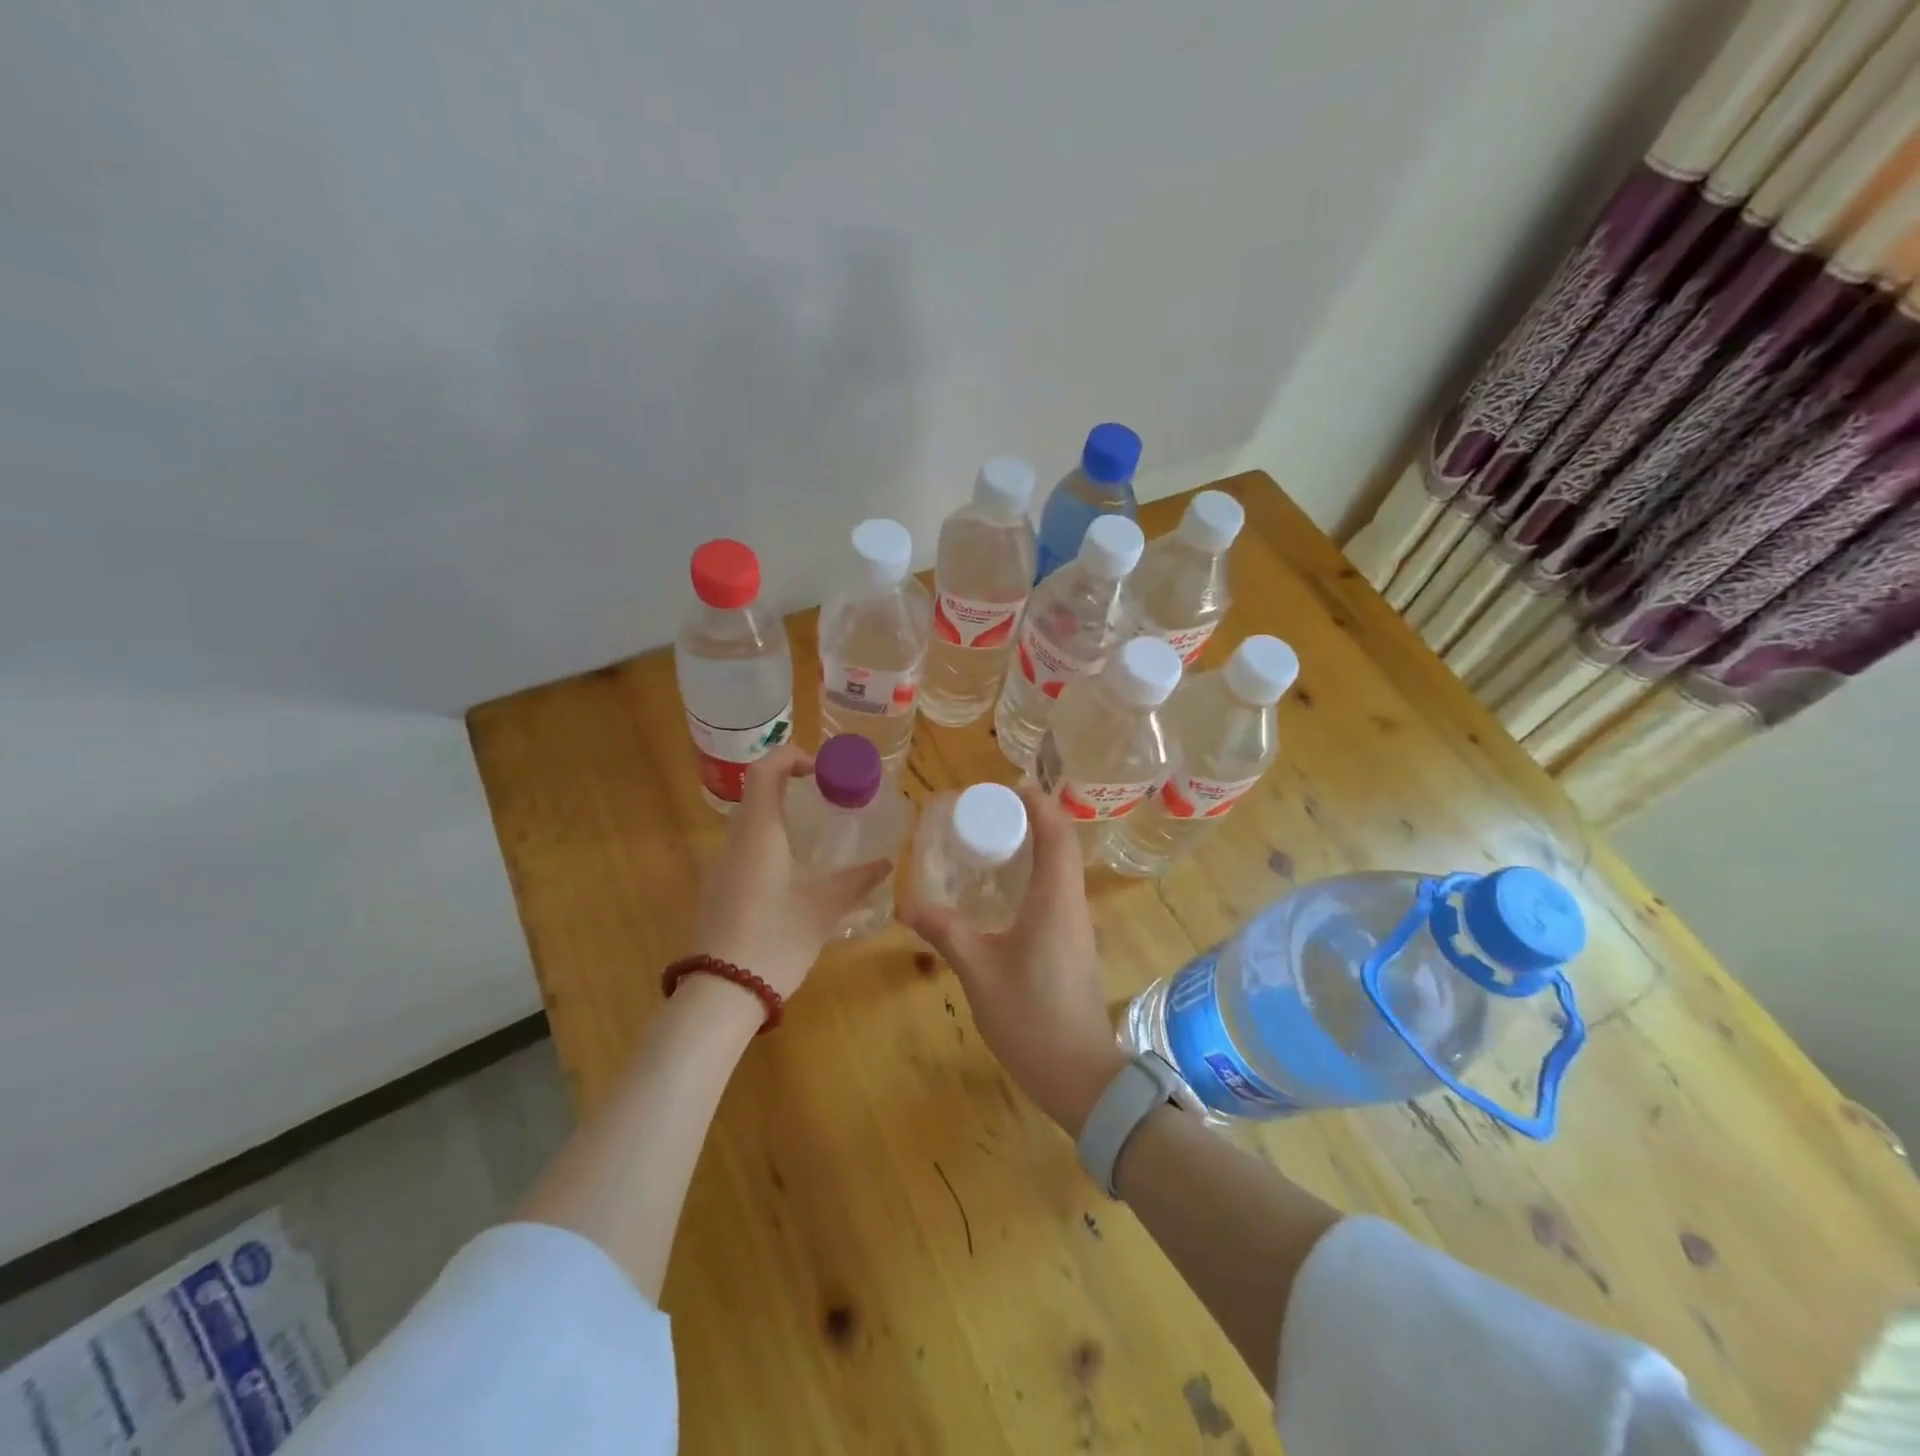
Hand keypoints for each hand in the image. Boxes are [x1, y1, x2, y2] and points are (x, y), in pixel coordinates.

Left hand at [691, 744, 892, 999]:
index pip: (765, 769)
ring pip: (750, 823)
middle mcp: (734, 840)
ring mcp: (720, 866)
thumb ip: (857, 880)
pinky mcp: (717, 890)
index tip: (822, 771)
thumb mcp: (824, 907)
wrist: (723, 993)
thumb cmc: (777, 938)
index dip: (792, 757)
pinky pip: (744, 850)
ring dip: (782, 817)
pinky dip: (770, 843)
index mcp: (759, 832)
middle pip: (758, 793)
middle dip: (793, 786)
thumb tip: (886, 862)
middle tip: (830, 800)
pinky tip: (794, 874)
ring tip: (818, 836)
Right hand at [903, 787, 1125, 1133]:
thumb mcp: (978, 971)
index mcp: (1055, 899)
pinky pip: (1057, 894)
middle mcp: (1073, 904)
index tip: (1003, 790)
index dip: (1036, 802)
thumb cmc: (1030, 1016)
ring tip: (991, 847)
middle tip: (986, 817)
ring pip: (1062, 870)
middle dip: (1030, 820)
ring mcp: (1077, 926)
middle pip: (1062, 844)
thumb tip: (907, 903)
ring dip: (1034, 848)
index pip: (1057, 831)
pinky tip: (1003, 895)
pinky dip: (1034, 877)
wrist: (1078, 1075)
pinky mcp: (1074, 946)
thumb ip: (945, 931)